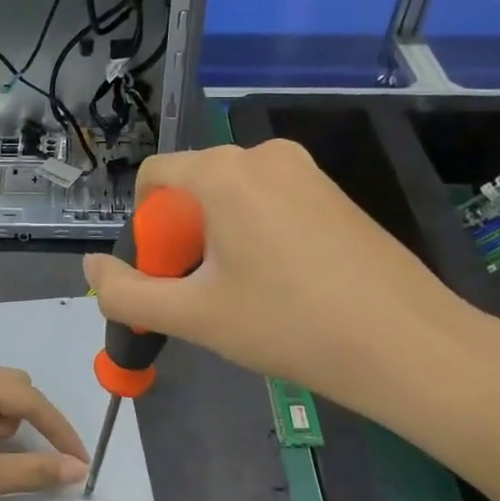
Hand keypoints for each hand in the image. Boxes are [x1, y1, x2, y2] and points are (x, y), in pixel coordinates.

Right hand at [82, 140, 499, 432]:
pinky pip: (270, 200)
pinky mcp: (333, 191)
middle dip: (180, 236)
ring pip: (232, 195)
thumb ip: (126, 294)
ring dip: (217, 237)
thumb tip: (90, 268)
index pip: (154, 176)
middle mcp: (263, 155)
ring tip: (242, 294)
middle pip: (193, 186)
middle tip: (200, 293)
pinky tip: (281, 283)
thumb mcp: (194, 316)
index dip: (143, 227)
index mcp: (224, 172)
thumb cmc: (289, 325)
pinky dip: (255, 232)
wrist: (409, 345)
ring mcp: (305, 170)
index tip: (163, 274)